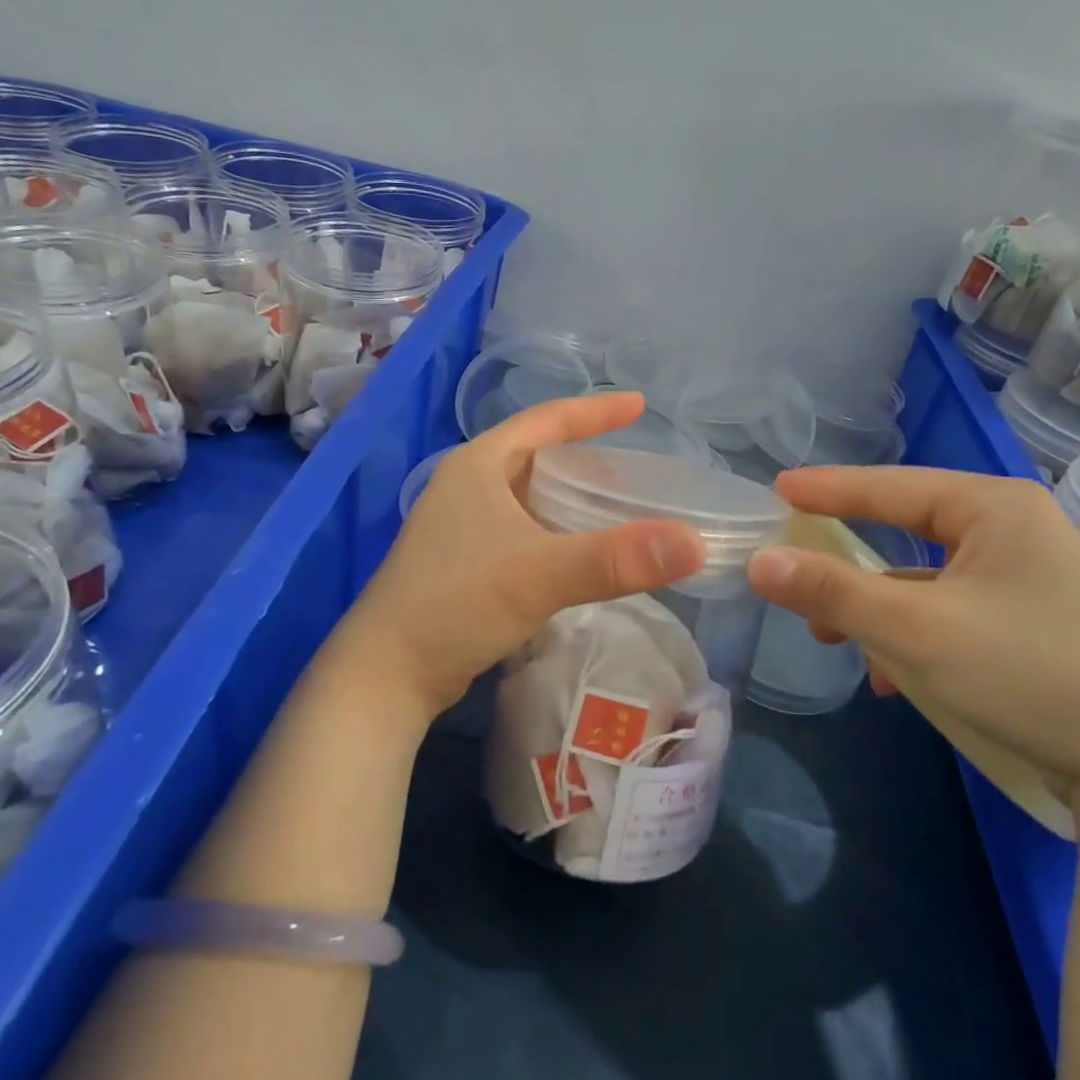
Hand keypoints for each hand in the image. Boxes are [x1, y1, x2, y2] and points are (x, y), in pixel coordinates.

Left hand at [333, 392, 706, 719]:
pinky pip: (521, 529)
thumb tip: (694, 544)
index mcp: (478, 465)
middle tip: (635, 466)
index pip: (545, 420)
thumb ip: (616, 559)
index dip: (594, 411)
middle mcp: (466, 486)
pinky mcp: (462, 562)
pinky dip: (555, 530)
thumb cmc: (455, 605)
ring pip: (528, 495)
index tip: (639, 405)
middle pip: (536, 455)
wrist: (386, 674)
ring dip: (570, 496)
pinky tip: (579, 552)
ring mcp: (460, 526)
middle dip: (585, 454)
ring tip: (616, 505)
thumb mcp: (539, 575)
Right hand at [747, 466, 1079, 816]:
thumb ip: (834, 591)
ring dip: (881, 611)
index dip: (827, 489)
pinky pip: (955, 614)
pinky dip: (918, 638)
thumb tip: (760, 560)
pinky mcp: (1037, 625)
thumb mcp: (917, 631)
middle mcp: (1015, 531)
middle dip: (851, 565)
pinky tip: (899, 680)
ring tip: (840, 642)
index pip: (889, 486)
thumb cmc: (1031, 674)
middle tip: (799, 576)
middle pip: (907, 533)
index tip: (777, 489)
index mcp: (994, 509)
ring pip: (928, 581)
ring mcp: (1031, 580)